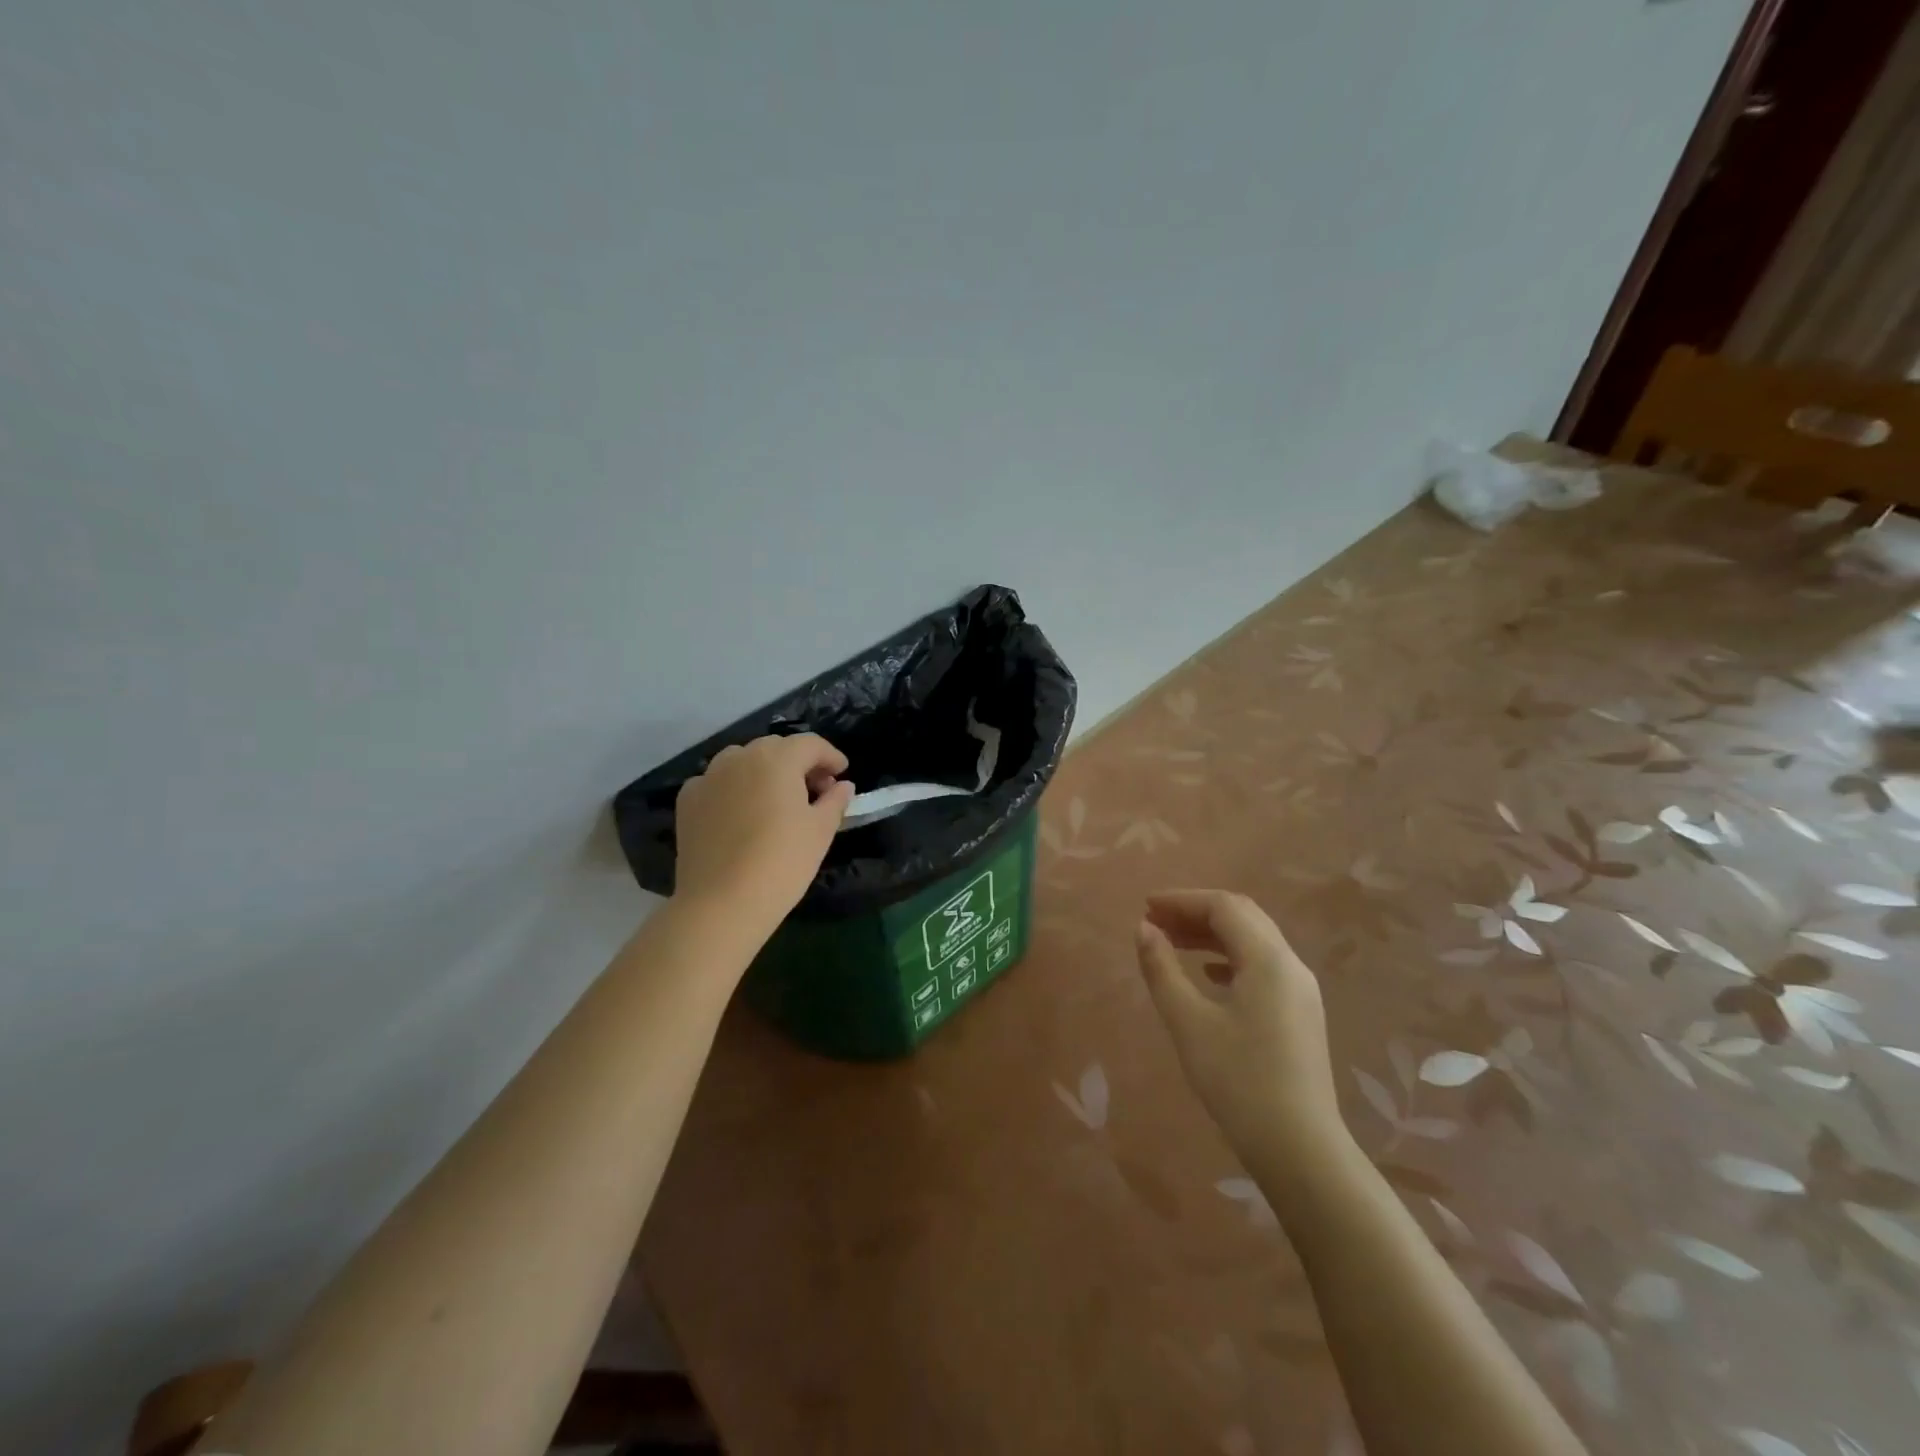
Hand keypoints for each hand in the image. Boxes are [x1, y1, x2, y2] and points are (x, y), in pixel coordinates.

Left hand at [673, 734, 854, 928]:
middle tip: (815, 790)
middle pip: (776, 748)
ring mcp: (708, 777)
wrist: (721, 903)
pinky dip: (734, 788)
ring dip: (764, 771)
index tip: (842, 774)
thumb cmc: (782, 862)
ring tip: (777, 799)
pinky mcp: (687, 800)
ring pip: (743, 761)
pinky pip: (717, 782)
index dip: (830, 756)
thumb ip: (835, 801)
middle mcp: (739, 757)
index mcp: (777, 759)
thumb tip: (843, 785)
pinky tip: (741, 813)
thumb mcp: (821, 831)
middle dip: (799, 763)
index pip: (810, 744)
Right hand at [1136, 890, 1343, 1163]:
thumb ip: (1162, 969)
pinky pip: (1263, 966)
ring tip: (1172, 942)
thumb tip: (1144, 929)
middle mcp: (1291, 965)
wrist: (1300, 1149)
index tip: (1146, 907)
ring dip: (1212, 934)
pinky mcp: (1300, 1014)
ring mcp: (1301, 991)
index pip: (1224, 907)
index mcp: (1269, 959)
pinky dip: (1229, 957)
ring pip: (1254, 941)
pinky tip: (1207, 974)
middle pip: (1242, 917)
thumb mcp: (1188, 1022)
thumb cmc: (1238, 1081)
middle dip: (1196, 912)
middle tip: (1155, 921)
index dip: (1182, 900)